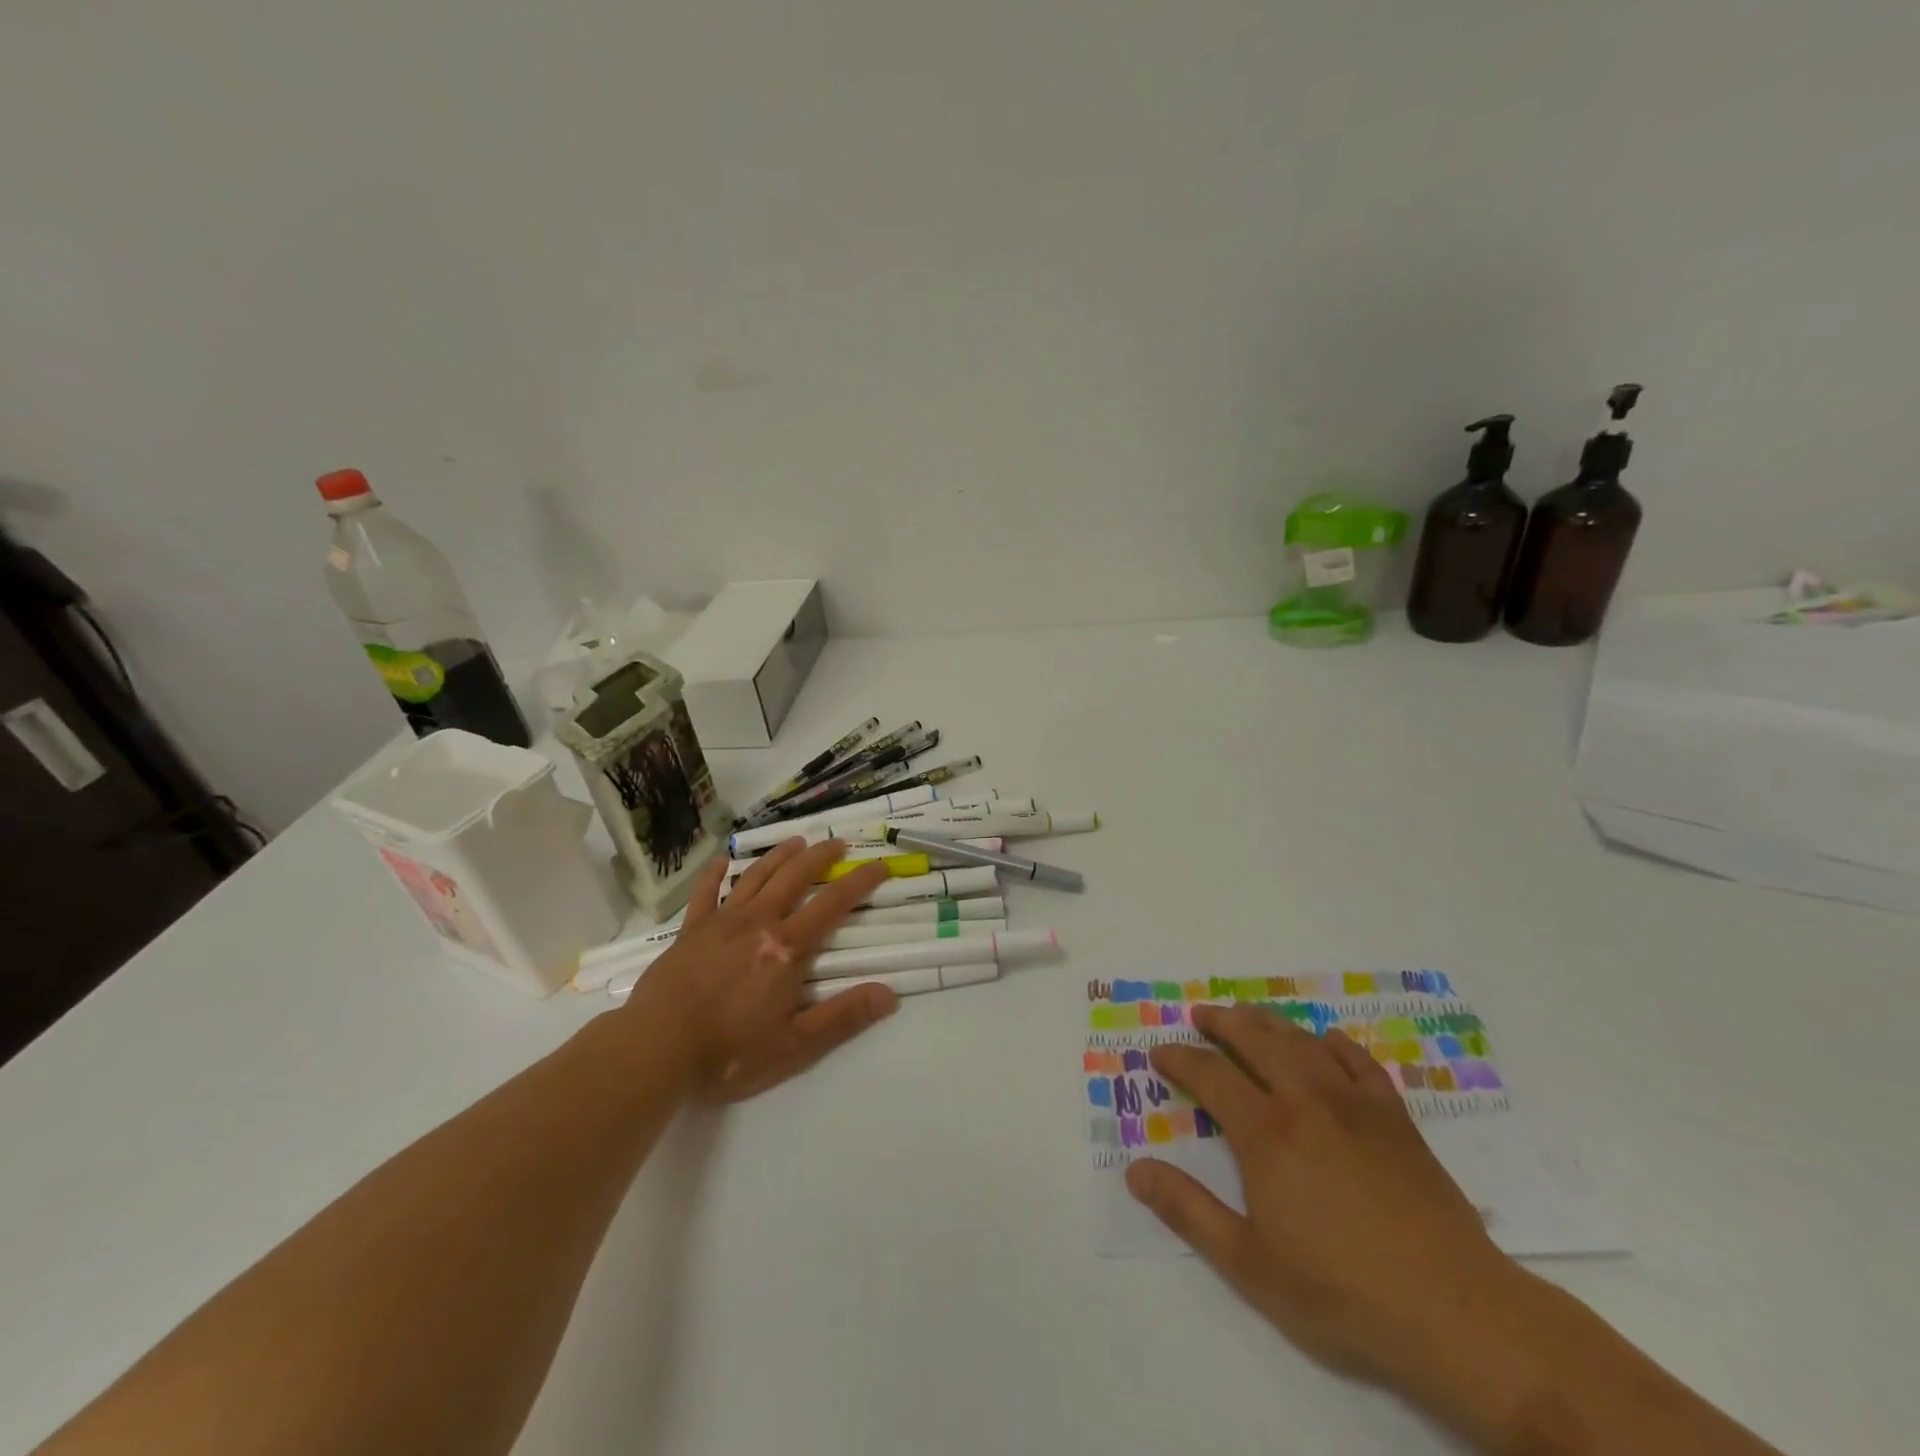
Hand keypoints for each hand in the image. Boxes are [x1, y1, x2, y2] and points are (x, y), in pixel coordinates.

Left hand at [621, 839, 896, 1100]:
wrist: (654, 1050)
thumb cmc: (729, 1052)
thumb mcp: (795, 1045)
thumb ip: (843, 1017)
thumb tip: (889, 994)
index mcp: (787, 948)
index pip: (833, 904)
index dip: (859, 882)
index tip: (878, 865)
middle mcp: (758, 922)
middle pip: (795, 877)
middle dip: (820, 857)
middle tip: (838, 843)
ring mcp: (721, 922)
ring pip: (756, 876)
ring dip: (778, 855)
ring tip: (796, 841)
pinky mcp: (690, 931)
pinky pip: (706, 893)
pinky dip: (716, 873)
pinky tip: (723, 860)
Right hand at [1125, 1003, 1521, 1388]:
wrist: (1455, 1313)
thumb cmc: (1341, 1292)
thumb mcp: (1248, 1264)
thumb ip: (1188, 1211)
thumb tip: (1135, 1170)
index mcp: (1265, 1132)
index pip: (1209, 1075)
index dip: (1179, 1059)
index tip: (1159, 1051)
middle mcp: (1305, 1101)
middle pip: (1255, 1041)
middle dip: (1222, 1023)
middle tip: (1201, 1014)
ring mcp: (1355, 1105)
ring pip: (1302, 1042)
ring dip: (1269, 1023)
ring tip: (1249, 1016)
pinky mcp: (1395, 1119)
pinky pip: (1360, 1062)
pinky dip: (1336, 1044)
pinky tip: (1326, 1042)